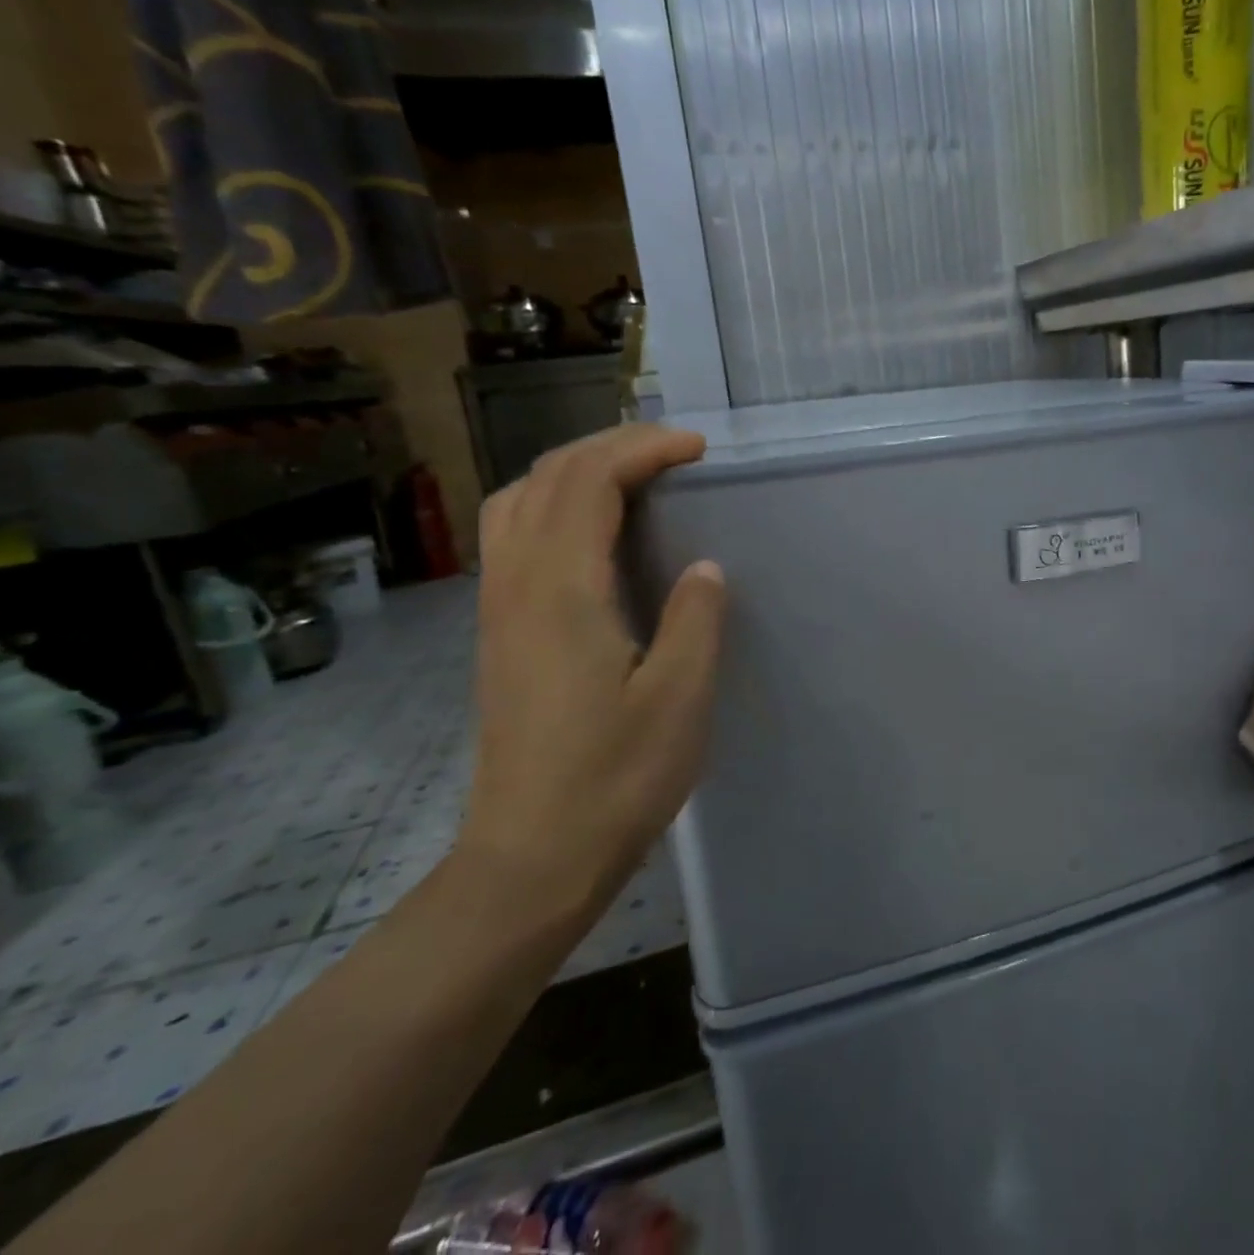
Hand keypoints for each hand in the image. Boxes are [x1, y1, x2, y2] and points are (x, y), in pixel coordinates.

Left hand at [460, 425, 726, 922]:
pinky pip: (512, 536)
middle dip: (612, 446)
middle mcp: (517, 584)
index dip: (643, 449)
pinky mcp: (498, 634)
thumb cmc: (615, 779)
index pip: (589, 481)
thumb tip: (704, 568)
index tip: (698, 449)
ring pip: (518, 501)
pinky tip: (590, 533)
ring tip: (633, 478)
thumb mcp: (680, 698)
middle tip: (674, 452)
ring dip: (575, 470)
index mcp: (562, 591)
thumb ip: (695, 619)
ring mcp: (498, 609)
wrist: (531, 858)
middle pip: (548, 477)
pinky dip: (552, 504)